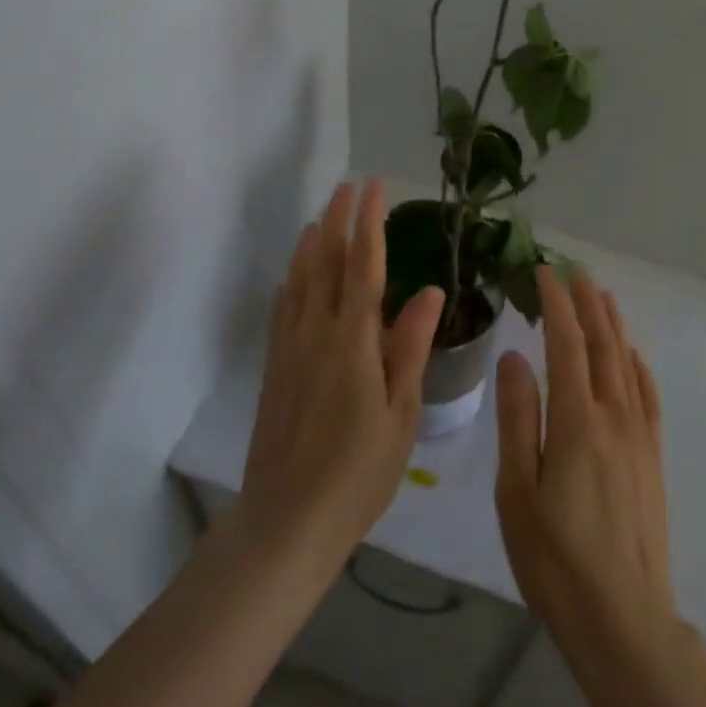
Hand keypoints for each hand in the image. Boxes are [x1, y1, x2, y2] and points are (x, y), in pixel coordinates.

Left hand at [238, 179, 444, 566]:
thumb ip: (411, 346)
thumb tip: (430, 290)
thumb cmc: (359, 470)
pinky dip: (291, 282)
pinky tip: (294, 276)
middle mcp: (317, 333)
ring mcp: (290, 349)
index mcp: (353, 341)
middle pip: (327, 264)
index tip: (373, 188)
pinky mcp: (275, 368)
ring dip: (312, 245)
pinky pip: (283, 310)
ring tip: (322, 217)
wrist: (288, 519)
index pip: (364, 267)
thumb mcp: (401, 412)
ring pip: (300, 282)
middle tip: (348, 187)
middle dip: (338, 221)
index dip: (369, 223)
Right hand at [494, 266, 676, 655]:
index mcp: (576, 420)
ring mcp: (639, 436)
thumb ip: (518, 418)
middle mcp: (613, 416)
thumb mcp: (517, 491)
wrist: (625, 620)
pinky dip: (639, 366)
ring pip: (626, 364)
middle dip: (587, 302)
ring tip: (602, 296)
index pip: (567, 343)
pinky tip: (633, 357)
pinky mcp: (652, 457)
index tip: (545, 272)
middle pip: (602, 344)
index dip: (557, 303)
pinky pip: (648, 396)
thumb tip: (514, 356)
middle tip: (575, 270)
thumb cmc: (556, 559)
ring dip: (613, 325)